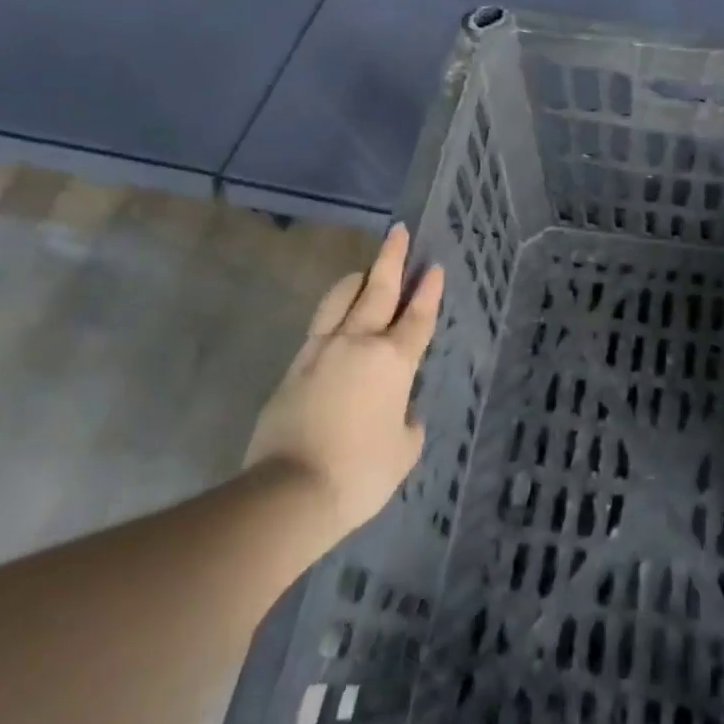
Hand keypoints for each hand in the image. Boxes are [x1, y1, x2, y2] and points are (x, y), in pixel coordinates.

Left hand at [245, 224, 444, 536]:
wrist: (290, 491)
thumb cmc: (361, 472)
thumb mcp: (405, 449)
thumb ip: (407, 420)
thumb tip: (400, 407)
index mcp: (394, 361)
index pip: (418, 316)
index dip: (428, 290)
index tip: (433, 266)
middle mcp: (358, 343)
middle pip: (378, 290)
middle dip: (392, 259)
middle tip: (400, 232)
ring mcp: (321, 351)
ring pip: (340, 299)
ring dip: (357, 279)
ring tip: (366, 269)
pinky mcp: (294, 366)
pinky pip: (319, 326)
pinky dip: (334, 310)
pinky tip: (338, 316)